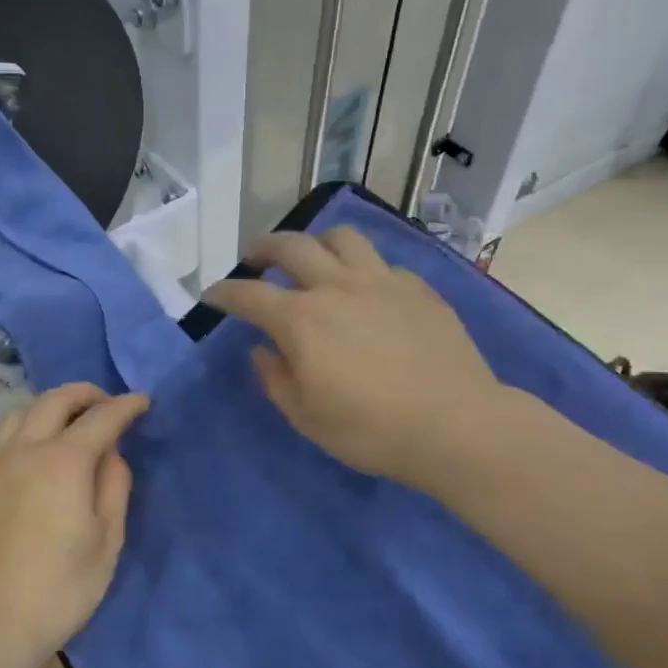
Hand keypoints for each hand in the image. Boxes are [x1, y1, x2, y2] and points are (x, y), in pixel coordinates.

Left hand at [0, 384, 150, 667]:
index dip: (126, 406)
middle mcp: (24, 450)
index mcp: (63, 462)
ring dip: (51, 406)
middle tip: (108, 404)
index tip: (143, 401)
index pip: (101, 418)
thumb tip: (111, 454)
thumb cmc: (60, 588)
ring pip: (21, 412)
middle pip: (55, 400)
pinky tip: (38, 452)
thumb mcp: (107, 541)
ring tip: (70, 422)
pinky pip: (4, 438)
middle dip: (86, 394)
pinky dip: (28, 427)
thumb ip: (114, 486)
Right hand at [202, 226, 512, 493]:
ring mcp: (382, 281)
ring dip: (316, 242)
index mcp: (302, 320)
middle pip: (291, 246)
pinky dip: (361, 269)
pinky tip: (365, 290)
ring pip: (341, 238)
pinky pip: (381, 264)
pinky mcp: (418, 289)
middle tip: (254, 257)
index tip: (211, 295)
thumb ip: (276, 378)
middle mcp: (337, 287)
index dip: (224, 292)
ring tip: (311, 258)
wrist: (456, 425)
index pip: (249, 295)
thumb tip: (263, 350)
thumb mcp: (306, 417)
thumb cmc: (371, 429)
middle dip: (263, 247)